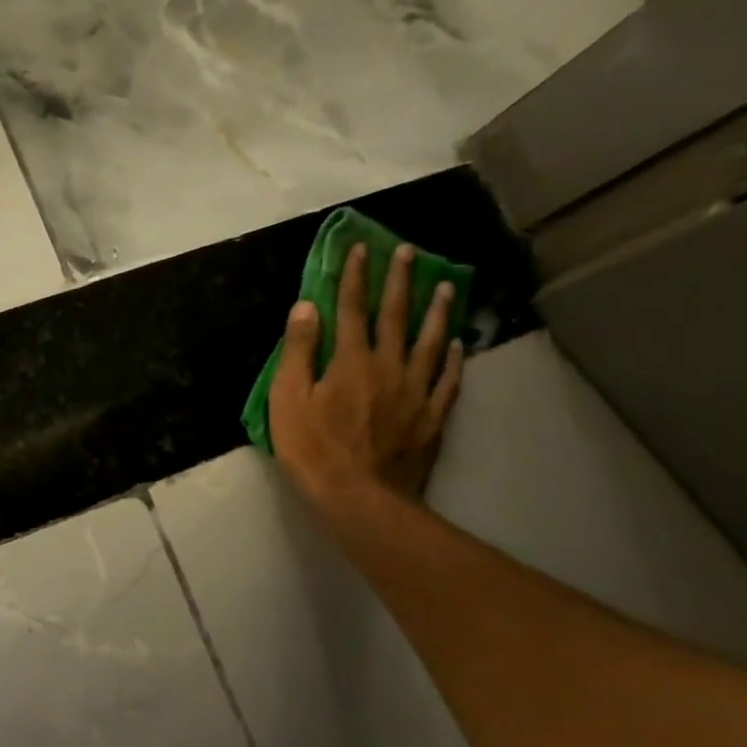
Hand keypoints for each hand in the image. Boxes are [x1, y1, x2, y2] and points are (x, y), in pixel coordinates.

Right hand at [270, 241, 464, 509]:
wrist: (359, 498)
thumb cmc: (313, 449)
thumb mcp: (288, 399)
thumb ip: (299, 351)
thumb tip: (306, 306)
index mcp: (350, 360)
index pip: (352, 308)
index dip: (355, 276)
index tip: (361, 248)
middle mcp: (388, 366)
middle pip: (395, 316)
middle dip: (399, 281)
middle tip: (410, 252)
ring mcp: (415, 391)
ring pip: (430, 342)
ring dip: (436, 311)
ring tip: (445, 286)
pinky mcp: (432, 417)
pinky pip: (447, 380)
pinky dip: (452, 358)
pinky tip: (458, 344)